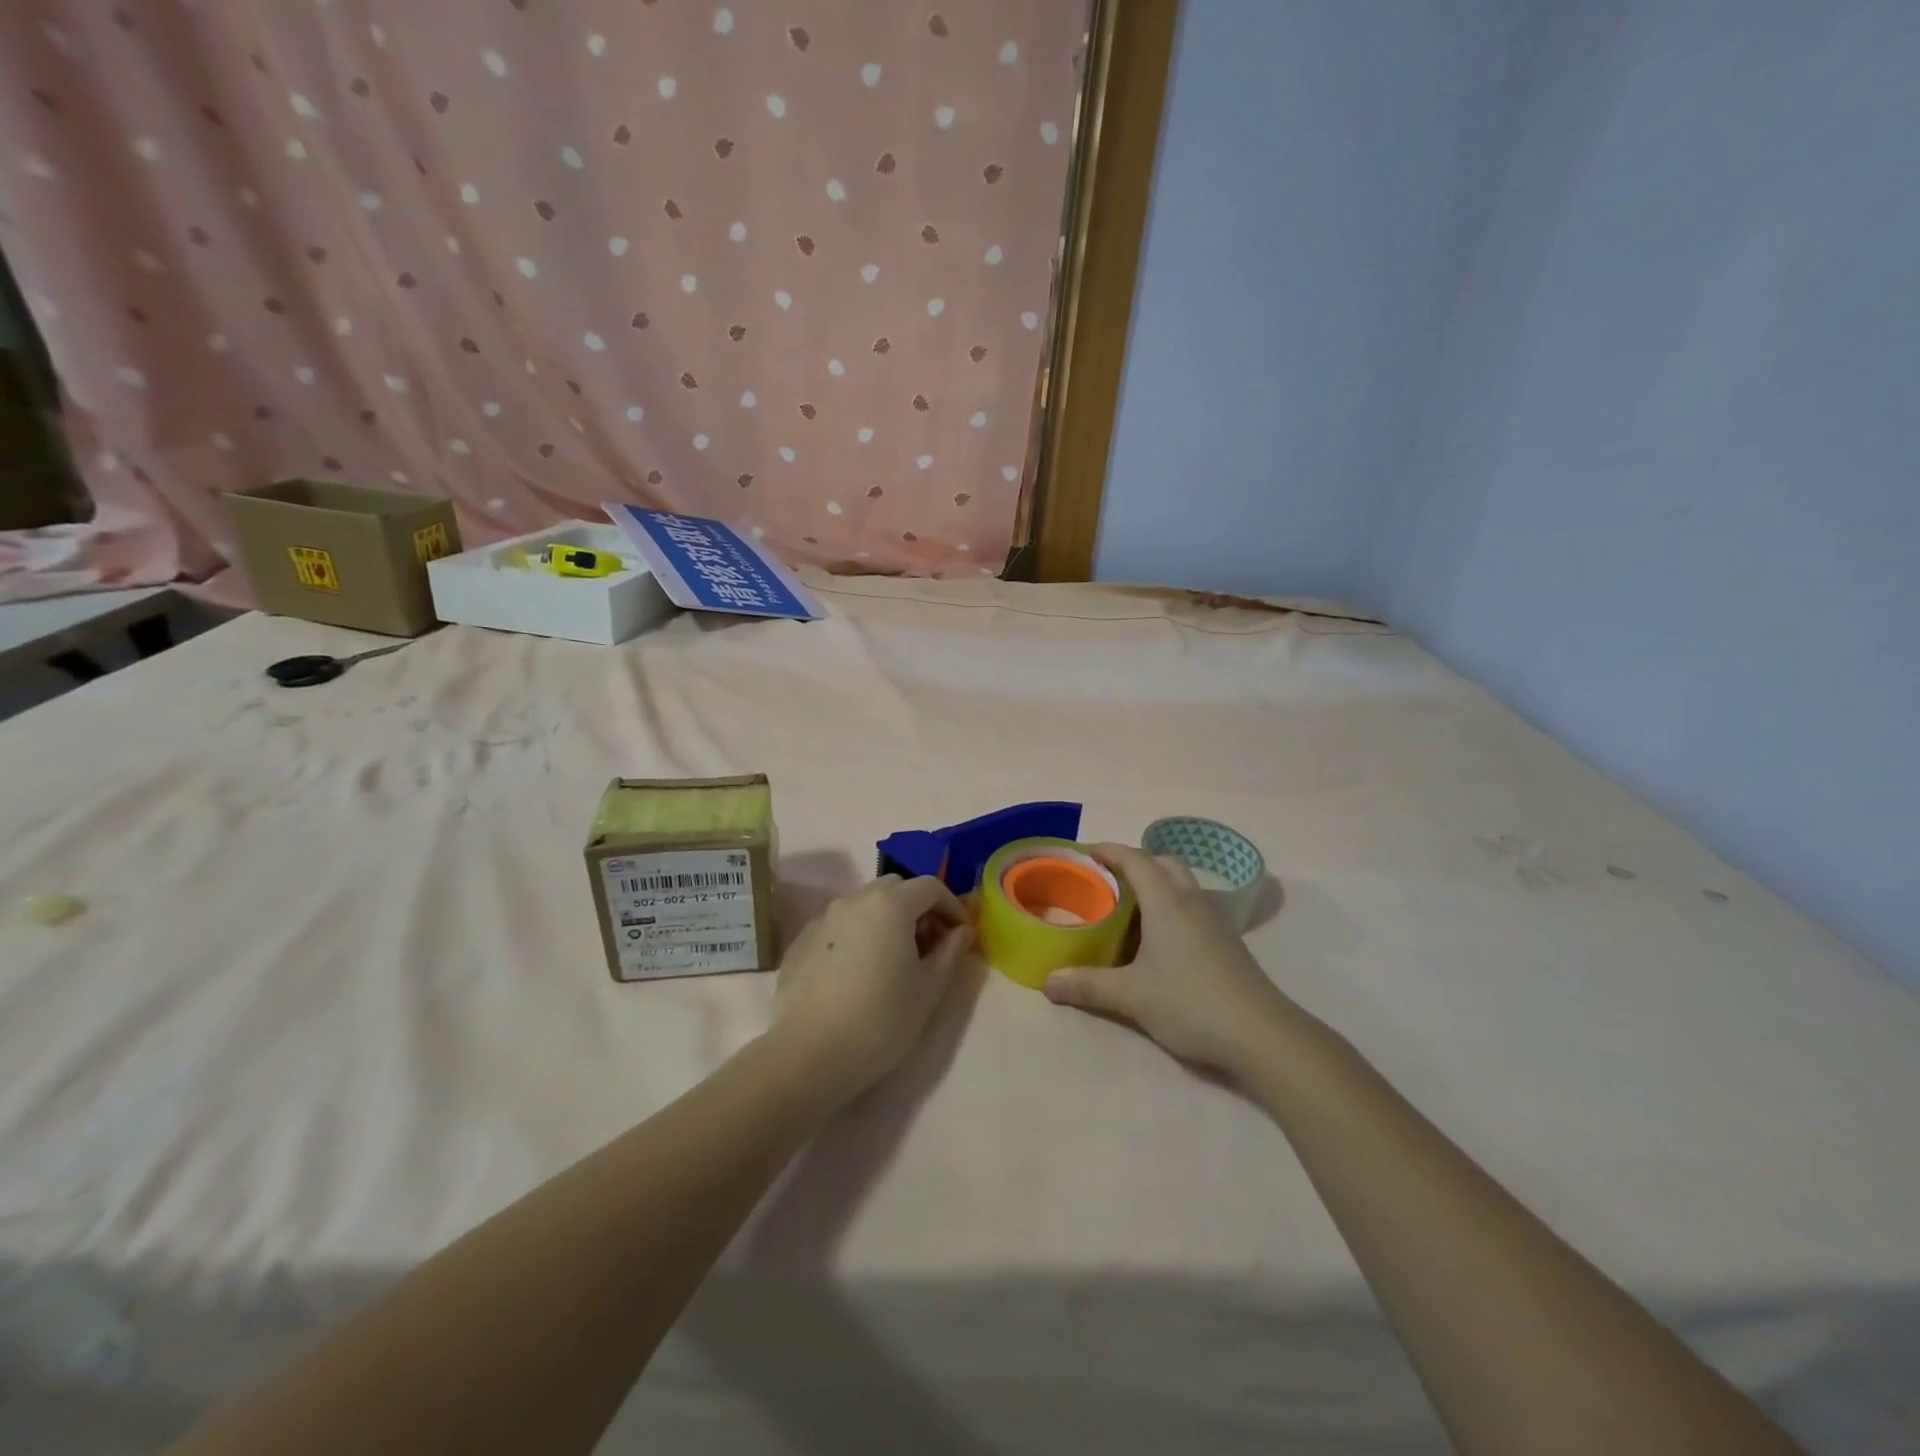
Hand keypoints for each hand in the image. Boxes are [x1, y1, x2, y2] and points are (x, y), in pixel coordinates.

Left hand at [772, 875, 972, 1103]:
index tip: (960, 935)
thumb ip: (951, 951)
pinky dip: (858, 935)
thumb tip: (961, 931)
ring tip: (894, 959)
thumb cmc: (880, 1020)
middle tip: (929, 945)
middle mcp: (854, 899)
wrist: (808, 1054)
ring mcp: (823, 918)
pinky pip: (840, 925)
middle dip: (918, 908)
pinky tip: (859, 972)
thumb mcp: (929, 989)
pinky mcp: (801, 940)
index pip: (930, 887)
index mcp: (890, 904)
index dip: (952, 907)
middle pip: (895, 888)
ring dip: (887, 920)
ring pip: (865, 904)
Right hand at [1043, 843, 1296, 1073]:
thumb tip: (1047, 981)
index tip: (1085, 852)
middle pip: (1164, 864)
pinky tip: (1158, 940)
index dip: (1109, 850)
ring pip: (1182, 885)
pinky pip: (1192, 908)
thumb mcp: (1131, 995)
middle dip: (1135, 863)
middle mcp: (1191, 901)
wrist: (1261, 1034)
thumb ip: (1087, 984)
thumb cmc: (1190, 1002)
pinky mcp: (1227, 943)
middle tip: (1108, 879)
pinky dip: (1171, 908)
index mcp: (1167, 901)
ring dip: (1156, 885)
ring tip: (1128, 908)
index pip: (1135, 859)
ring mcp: (1214, 921)